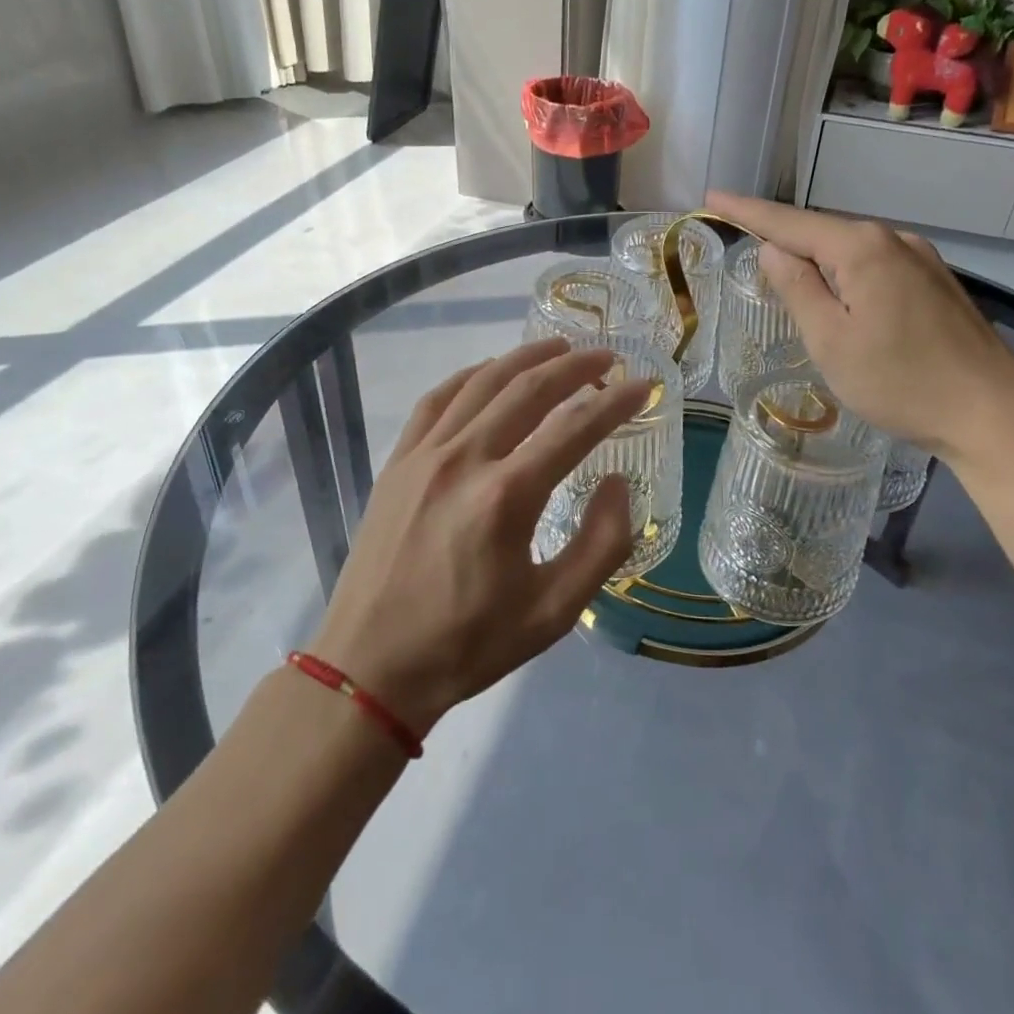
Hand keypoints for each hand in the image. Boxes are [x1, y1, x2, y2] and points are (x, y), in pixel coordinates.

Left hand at [309, 340, 650, 738]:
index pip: (574, 429)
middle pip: (528, 390)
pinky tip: (490, 372)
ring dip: (525, 359)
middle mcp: (464, 459)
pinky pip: (438, 400)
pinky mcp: (398, 462)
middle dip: (574, 366)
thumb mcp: (553, 612)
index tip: (643, 386)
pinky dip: (471, 376)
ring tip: (558, 347)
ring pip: (482, 383)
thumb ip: (600, 544)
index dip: (616, 403)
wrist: (370, 666)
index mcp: (506, 497)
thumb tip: (617, 482)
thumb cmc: (468, 644)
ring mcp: (424, 455)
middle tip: (606, 357)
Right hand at [707, 192, 1013, 467]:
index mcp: (861, 248)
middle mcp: (894, 239)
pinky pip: (875, 265)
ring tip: (783, 271)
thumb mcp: (830, 340)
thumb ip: (797, 289)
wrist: (992, 413)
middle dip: (781, 234)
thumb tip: (772, 250)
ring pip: (851, 249)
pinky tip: (840, 293)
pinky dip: (845, 272)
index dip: (747, 210)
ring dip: (814, 256)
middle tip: (741, 238)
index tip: (712, 196)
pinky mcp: (936, 283)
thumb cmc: (899, 381)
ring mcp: (922, 259)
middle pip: (822, 231)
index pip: (789, 222)